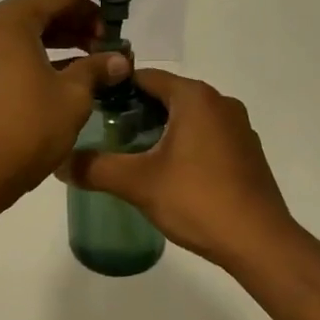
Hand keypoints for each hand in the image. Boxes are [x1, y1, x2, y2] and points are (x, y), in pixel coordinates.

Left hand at [0, 0, 134, 202]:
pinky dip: (54, 53)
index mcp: (14, 19)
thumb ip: (97, 68)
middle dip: (85, 16)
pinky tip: (82, 68)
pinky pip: (27, 49)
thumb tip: (120, 60)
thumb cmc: (29, 125)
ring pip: (38, 29)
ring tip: (104, 51)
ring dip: (71, 35)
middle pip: (48, 7)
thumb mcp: (72, 94)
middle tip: (116, 32)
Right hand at [61, 70, 301, 268]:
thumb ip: (95, 168)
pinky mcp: (248, 152)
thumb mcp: (138, 183)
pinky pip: (207, 135)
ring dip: (161, 128)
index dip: (116, 88)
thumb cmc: (198, 200)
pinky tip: (170, 172)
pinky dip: (185, 143)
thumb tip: (59, 162)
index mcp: (195, 97)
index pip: (146, 76)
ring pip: (188, 116)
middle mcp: (220, 102)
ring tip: (133, 154)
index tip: (91, 106)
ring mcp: (238, 127)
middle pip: (167, 95)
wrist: (260, 243)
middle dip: (137, 111)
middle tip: (107, 134)